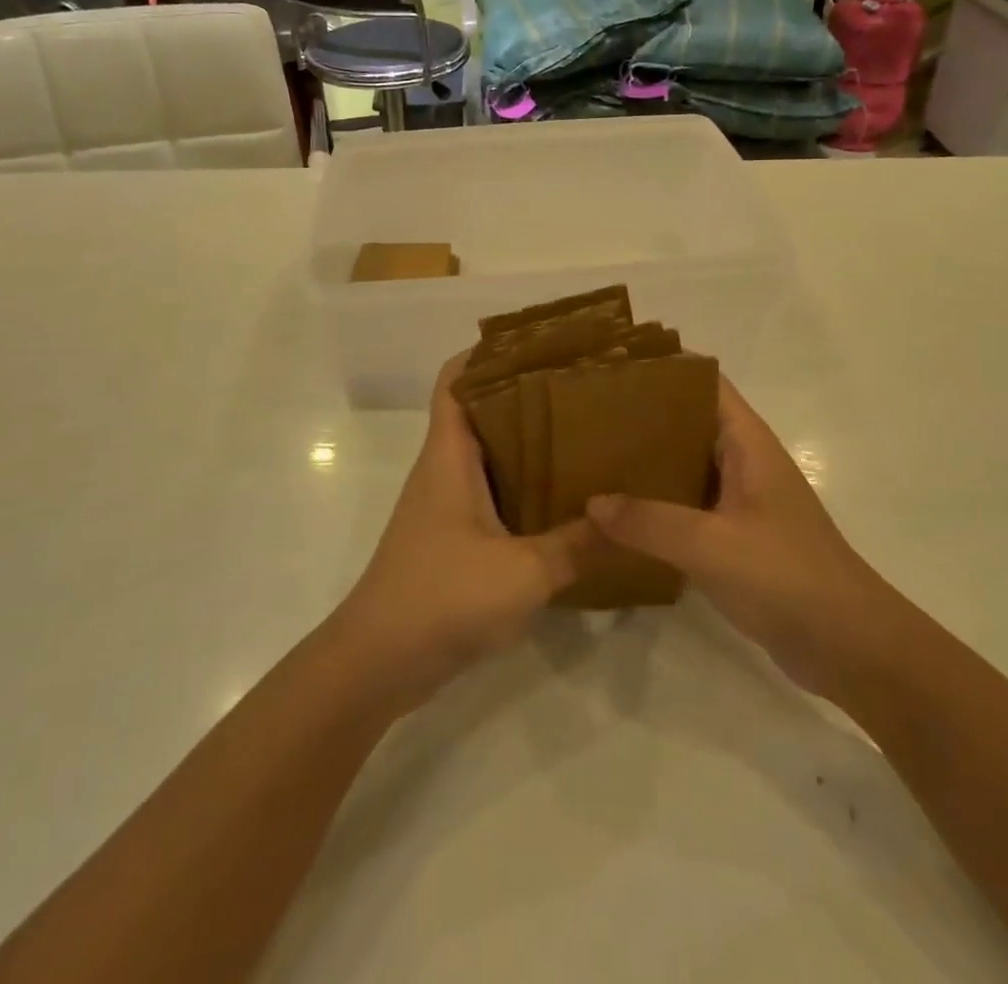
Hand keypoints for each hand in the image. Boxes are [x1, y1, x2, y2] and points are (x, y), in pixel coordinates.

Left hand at [326, 353, 598, 715]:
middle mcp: (444, 470)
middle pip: (479, 411)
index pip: (455, 380)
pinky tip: (565, 500)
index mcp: (449, 456)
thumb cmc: (442, 598)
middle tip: (582, 389)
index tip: (539, 344)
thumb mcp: (523, 572)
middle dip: (525, 395)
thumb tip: (628, 520)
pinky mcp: (453, 539)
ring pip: (488, 455)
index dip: (488, 353)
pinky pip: (492, 495)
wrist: (379, 663)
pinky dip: (523, 487)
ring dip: (527, 443)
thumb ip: (578, 545)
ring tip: (584, 435)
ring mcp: (446, 505)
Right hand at [586, 376, 877, 701]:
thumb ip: (649, 522)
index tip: (612, 367)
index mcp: (747, 443)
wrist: (850, 648)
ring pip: (684, 466)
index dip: (663, 369)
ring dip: (645, 463)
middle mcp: (743, 462)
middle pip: (688, 422)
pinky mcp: (735, 538)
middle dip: (641, 416)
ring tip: (592, 457)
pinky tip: (617, 515)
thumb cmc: (787, 577)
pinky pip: (686, 507)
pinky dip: (654, 504)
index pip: (704, 383)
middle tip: (587, 415)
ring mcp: (741, 502)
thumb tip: (591, 503)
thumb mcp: (711, 545)